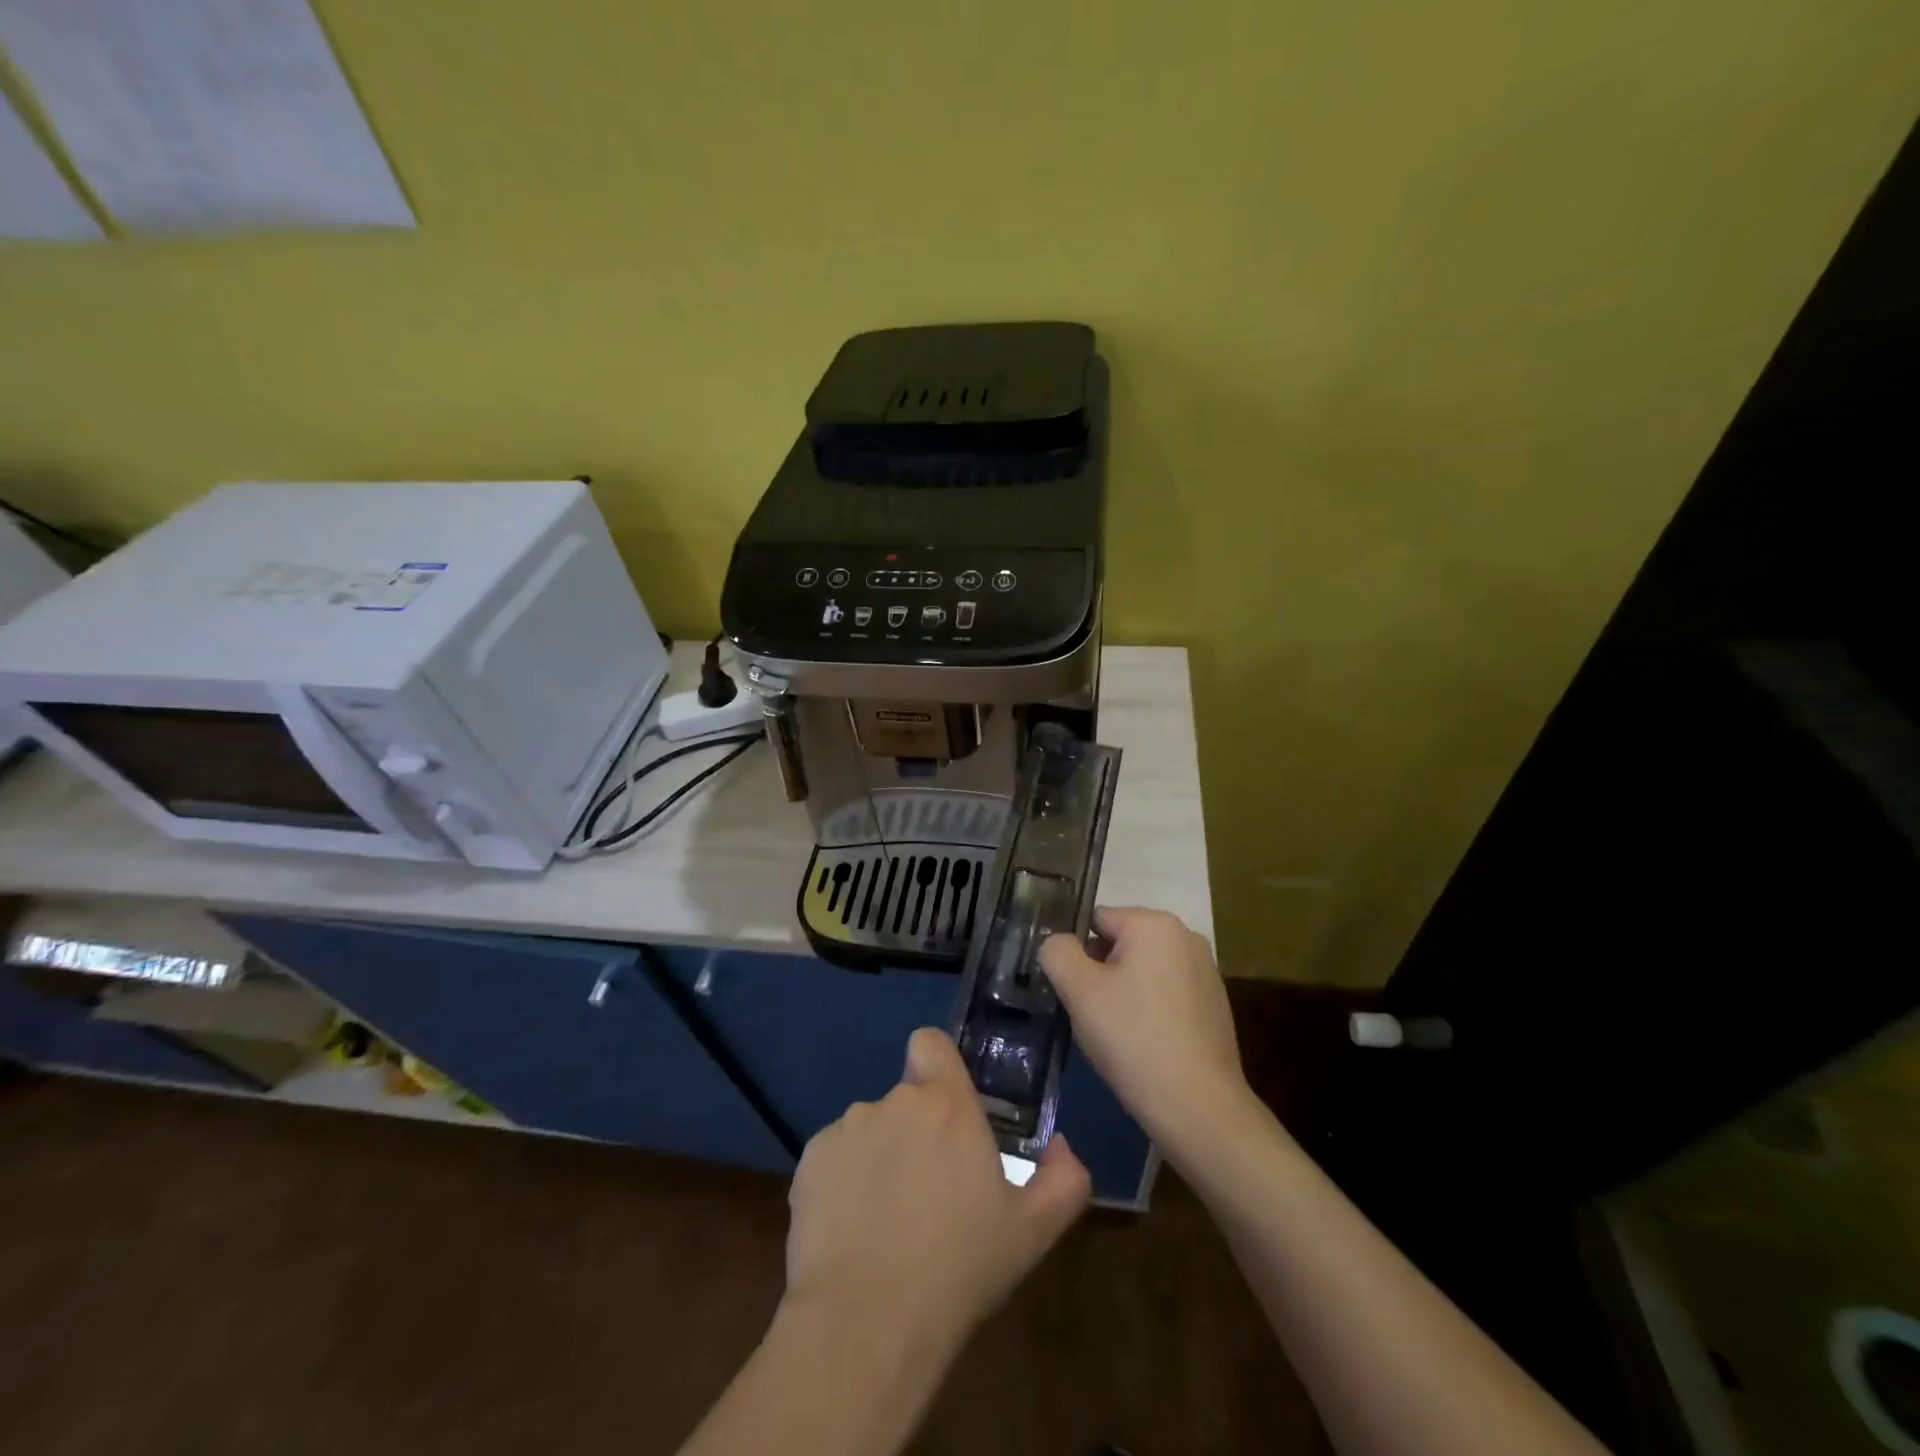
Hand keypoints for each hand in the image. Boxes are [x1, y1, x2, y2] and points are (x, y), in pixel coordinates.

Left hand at [782, 1027, 1090, 1357]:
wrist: (867, 1321)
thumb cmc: (959, 1268)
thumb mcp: (1032, 1231)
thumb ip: (1064, 1179)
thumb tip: (1061, 1146)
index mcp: (946, 1105)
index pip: (930, 1042)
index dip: (937, 1065)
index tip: (948, 1109)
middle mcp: (893, 1101)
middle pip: (905, 1097)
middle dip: (916, 1130)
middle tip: (929, 1189)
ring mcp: (846, 1128)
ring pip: (870, 1129)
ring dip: (881, 1156)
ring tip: (888, 1219)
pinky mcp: (810, 1160)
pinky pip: (835, 1158)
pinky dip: (844, 1181)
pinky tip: (852, 1230)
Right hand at [1039, 907, 1250, 1151]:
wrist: (1198, 1107)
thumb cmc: (1133, 1039)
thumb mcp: (1079, 991)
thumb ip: (1057, 952)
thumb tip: (1058, 944)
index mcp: (1154, 923)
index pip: (1095, 920)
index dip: (1076, 954)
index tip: (1072, 992)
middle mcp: (1185, 936)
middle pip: (1119, 944)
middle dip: (1099, 973)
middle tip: (1091, 1015)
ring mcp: (1205, 970)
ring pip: (1141, 971)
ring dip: (1122, 993)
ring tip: (1116, 1034)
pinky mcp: (1213, 1004)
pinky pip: (1164, 993)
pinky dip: (1149, 1010)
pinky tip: (1144, 1045)